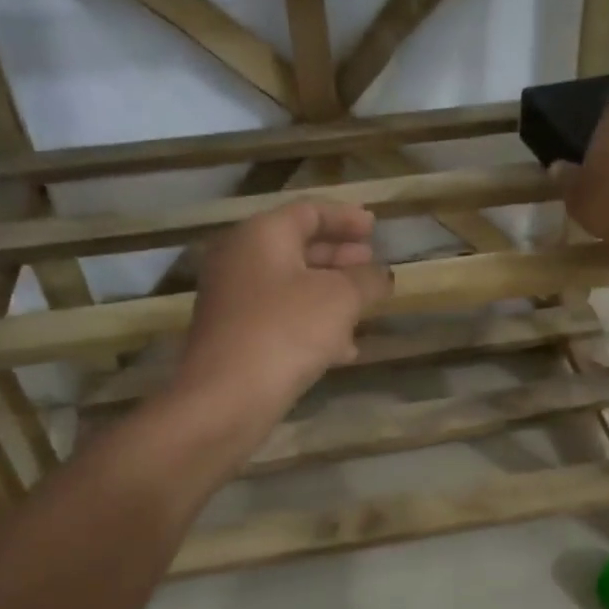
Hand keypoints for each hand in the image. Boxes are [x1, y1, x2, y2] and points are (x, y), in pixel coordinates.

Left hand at [173, 200, 392, 432]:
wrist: (226, 397)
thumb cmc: (286, 331)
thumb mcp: (341, 299)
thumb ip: (367, 280)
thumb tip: (381, 274)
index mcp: (261, 235)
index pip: (309, 211)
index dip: (346, 218)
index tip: (375, 228)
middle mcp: (240, 259)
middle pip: (297, 248)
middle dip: (339, 257)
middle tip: (370, 264)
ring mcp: (233, 300)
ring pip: (291, 287)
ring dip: (330, 294)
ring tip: (365, 307)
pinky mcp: (235, 337)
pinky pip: (281, 318)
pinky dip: (313, 324)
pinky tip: (344, 349)